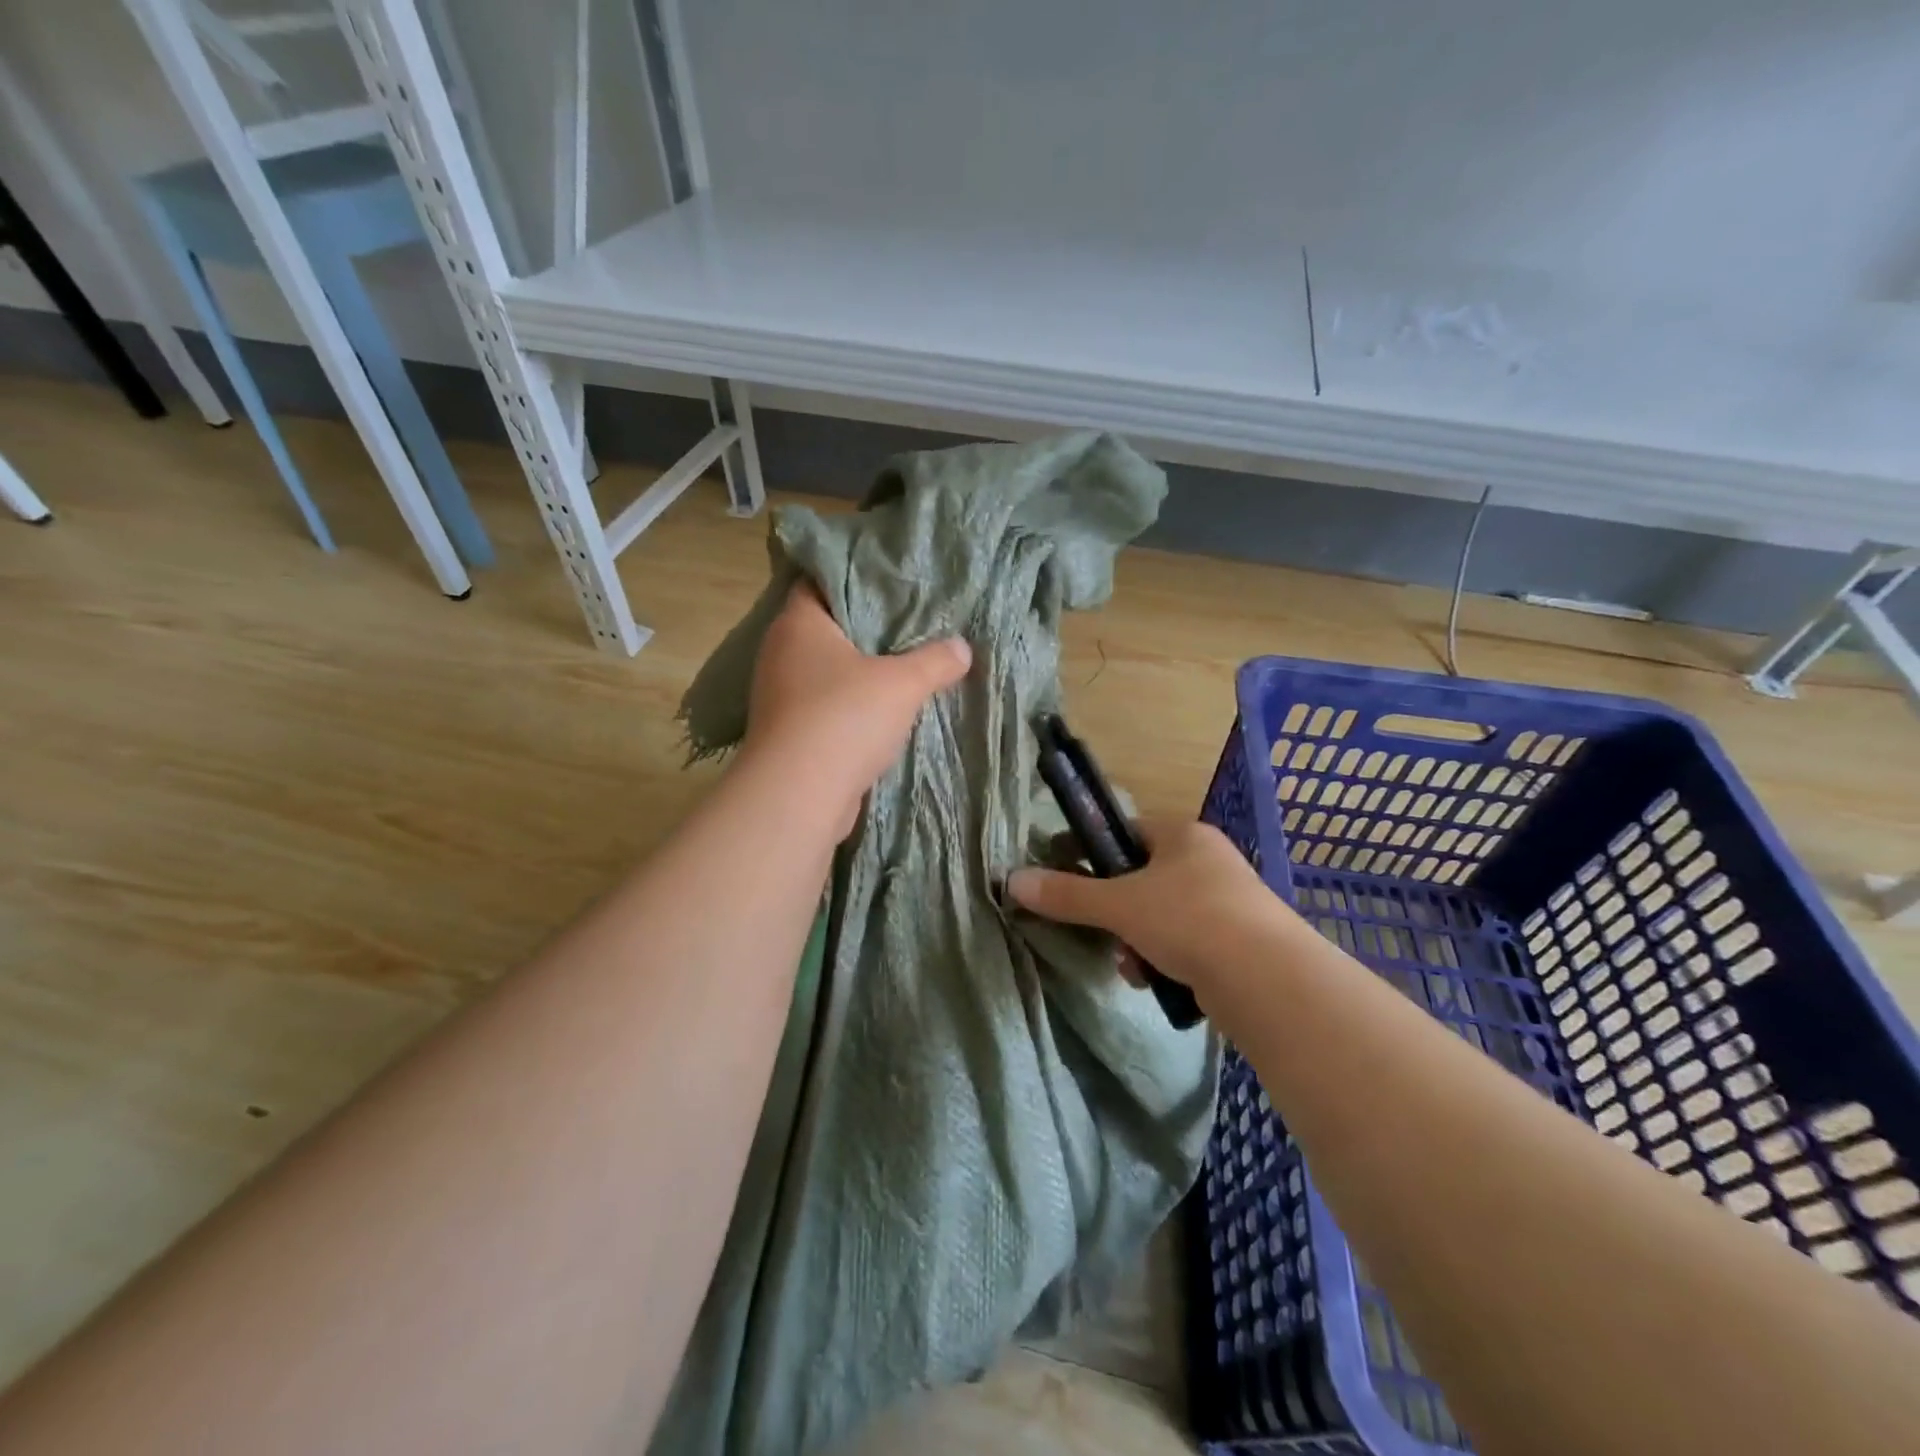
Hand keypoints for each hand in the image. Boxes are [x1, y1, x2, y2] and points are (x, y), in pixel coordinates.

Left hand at [743, 584, 971, 836]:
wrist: (798, 795)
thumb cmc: (844, 718)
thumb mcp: (902, 684)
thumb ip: (935, 660)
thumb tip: (962, 647)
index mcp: (798, 624)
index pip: (821, 582)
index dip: (856, 579)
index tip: (892, 584)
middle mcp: (781, 653)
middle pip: (827, 629)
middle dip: (867, 630)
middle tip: (911, 623)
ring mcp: (780, 695)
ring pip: (827, 672)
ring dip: (860, 673)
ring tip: (904, 667)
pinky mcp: (789, 732)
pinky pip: (825, 706)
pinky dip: (851, 707)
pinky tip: (884, 712)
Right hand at [1007, 819, 1287, 995]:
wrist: (1268, 980)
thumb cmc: (1189, 920)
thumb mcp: (1119, 905)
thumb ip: (1067, 894)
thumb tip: (1012, 881)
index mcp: (1183, 835)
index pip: (1126, 831)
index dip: (1092, 850)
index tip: (1063, 871)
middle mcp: (1208, 861)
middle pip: (1142, 879)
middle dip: (1114, 911)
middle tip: (1096, 930)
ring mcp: (1228, 902)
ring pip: (1161, 916)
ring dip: (1135, 941)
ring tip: (1129, 966)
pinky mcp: (1239, 942)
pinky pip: (1184, 943)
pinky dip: (1163, 960)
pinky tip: (1154, 982)